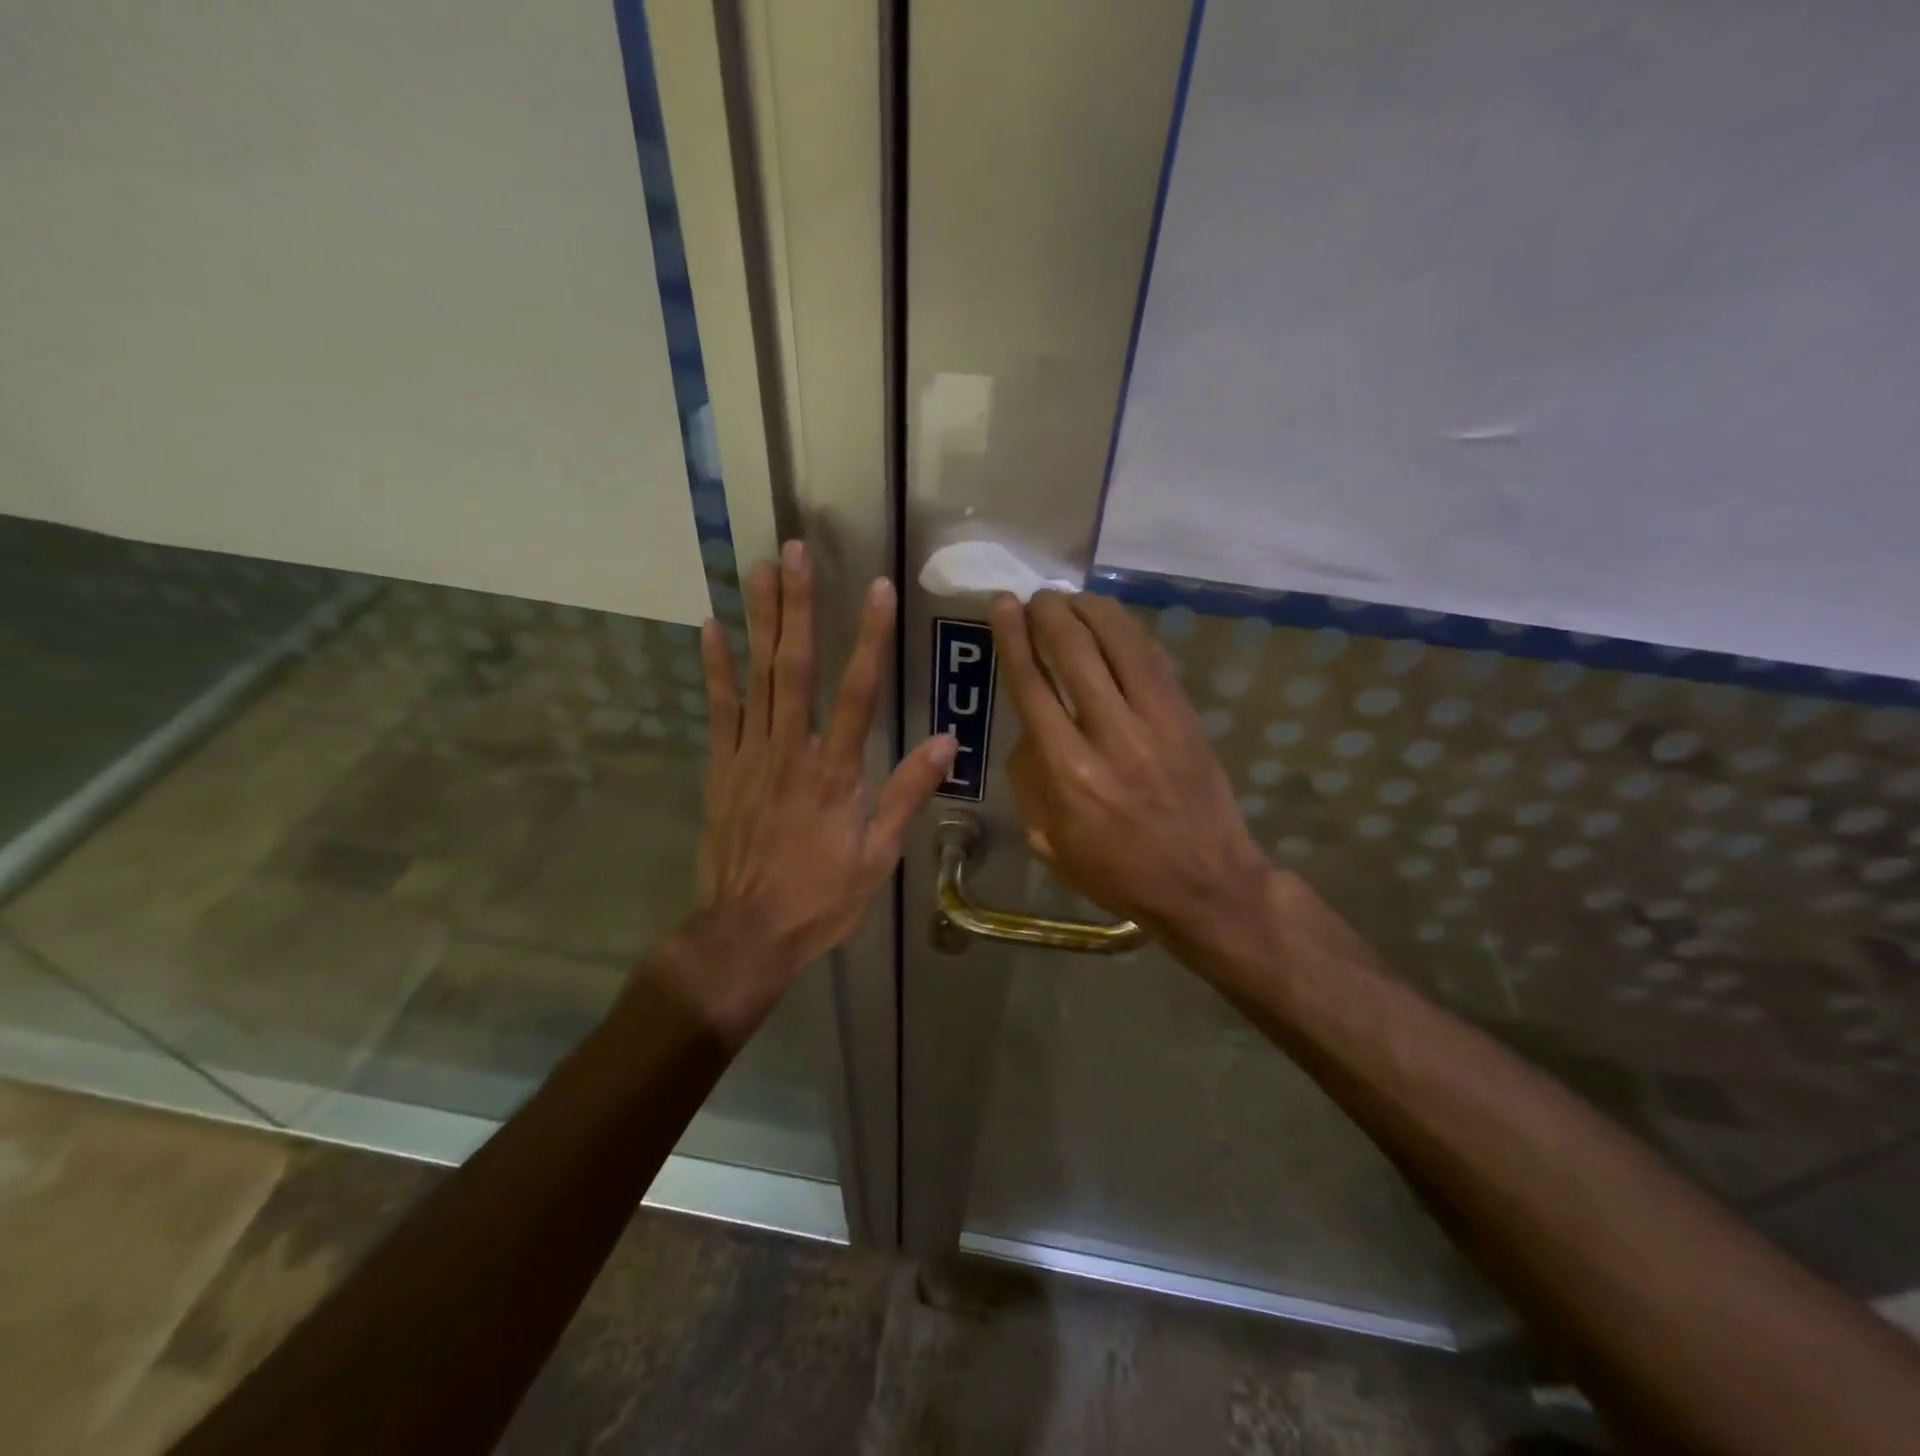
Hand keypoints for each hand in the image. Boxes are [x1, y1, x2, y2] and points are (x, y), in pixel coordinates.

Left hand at [662, 541, 954, 1039]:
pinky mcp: (721, 768)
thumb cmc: (821, 898)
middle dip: (799, 606)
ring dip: (760, 620)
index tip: (876, 588)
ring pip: (757, 677)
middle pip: (795, 667)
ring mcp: (749, 756)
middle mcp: (791, 751)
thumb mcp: (877, 857)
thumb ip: (907, 794)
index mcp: (835, 772)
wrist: (747, 934)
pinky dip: (715, 668)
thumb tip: (947, 742)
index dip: (869, 637)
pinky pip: (719, 710)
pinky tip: (711, 627)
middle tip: (795, 552)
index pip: (858, 691)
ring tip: (760, 569)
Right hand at [990, 590, 1274, 949]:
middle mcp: (1110, 735)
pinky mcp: (1186, 716)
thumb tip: (1028, 729)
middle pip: (1075, 651)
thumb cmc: (1117, 871)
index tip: (1003, 604)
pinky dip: (1128, 631)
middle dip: (1049, 613)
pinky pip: (1154, 658)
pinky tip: (1111, 621)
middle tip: (1036, 598)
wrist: (1205, 883)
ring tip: (1071, 598)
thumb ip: (1029, 779)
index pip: (1033, 685)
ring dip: (1090, 609)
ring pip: (1120, 642)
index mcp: (1068, 772)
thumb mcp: (1049, 841)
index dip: (1013, 638)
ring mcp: (1156, 720)